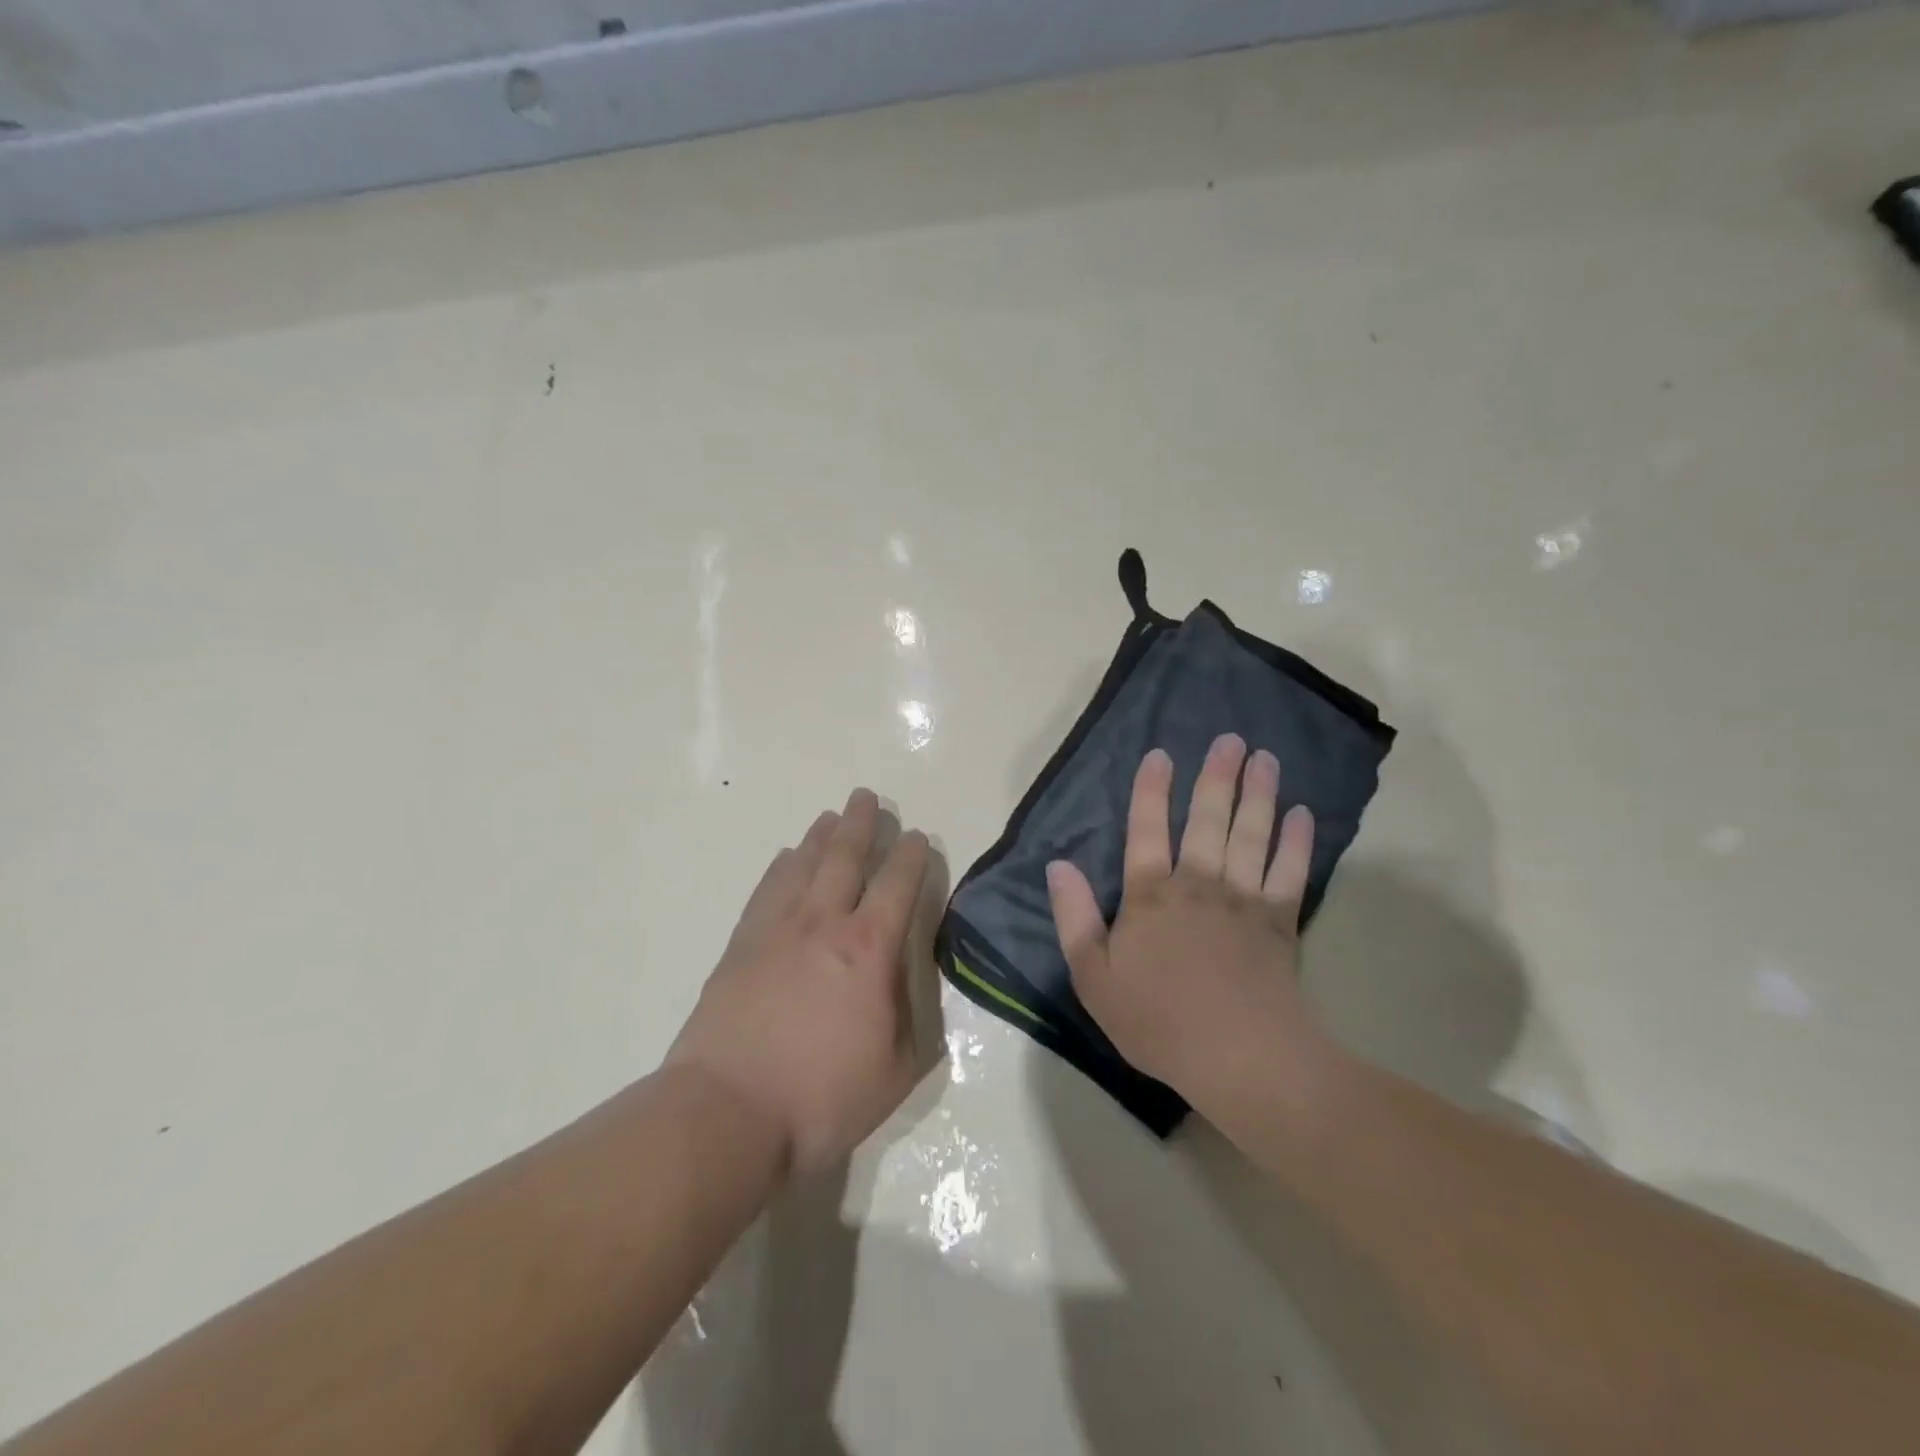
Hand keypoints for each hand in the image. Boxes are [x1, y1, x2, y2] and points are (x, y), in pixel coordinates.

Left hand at [667, 790, 932, 1176]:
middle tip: (867, 798)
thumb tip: (906, 975)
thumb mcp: (897, 1068)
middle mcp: (825, 923)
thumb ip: (912, 1014)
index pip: (899, 884)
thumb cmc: (822, 1099)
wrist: (726, 1114)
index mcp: (870, 949)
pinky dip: (781, 867)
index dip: (911, 856)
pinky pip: (767, 889)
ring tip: (831, 817)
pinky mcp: (741, 944)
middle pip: (846, 856)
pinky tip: (787, 859)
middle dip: (861, 824)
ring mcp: (777, 929)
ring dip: (821, 836)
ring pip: (804, 864)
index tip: (916, 837)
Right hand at [1045, 734, 1340, 1122]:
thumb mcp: (1093, 976)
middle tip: (1229, 739)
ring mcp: (1244, 899)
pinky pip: (1290, 871)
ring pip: (1251, 834)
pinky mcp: (1281, 921)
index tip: (1160, 754)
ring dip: (1259, 794)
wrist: (1239, 1058)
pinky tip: (1302, 815)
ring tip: (1265, 758)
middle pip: (1207, 819)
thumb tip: (1058, 865)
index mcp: (1150, 895)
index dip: (1150, 790)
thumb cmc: (1157, 1020)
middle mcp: (1197, 883)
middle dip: (1216, 776)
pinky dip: (1297, 842)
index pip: (1146, 830)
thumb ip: (1073, 917)